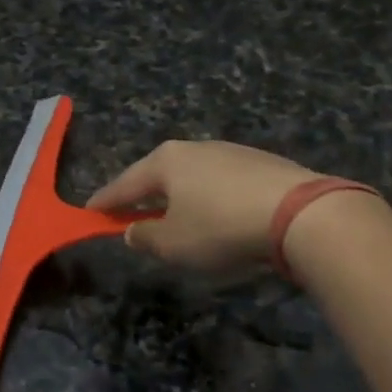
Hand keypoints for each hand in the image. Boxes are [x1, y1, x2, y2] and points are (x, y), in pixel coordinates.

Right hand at [88, 141, 322, 273]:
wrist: (302, 213)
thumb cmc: (222, 227)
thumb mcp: (174, 243)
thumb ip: (145, 236)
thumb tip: (132, 230)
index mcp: (165, 162)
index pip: (124, 184)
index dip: (105, 201)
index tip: (89, 212)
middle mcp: (194, 148)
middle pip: (158, 173)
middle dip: (143, 194)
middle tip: (130, 213)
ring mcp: (230, 151)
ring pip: (191, 175)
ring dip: (179, 195)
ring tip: (176, 216)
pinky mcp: (260, 161)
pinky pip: (221, 180)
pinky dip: (210, 196)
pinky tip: (217, 212)